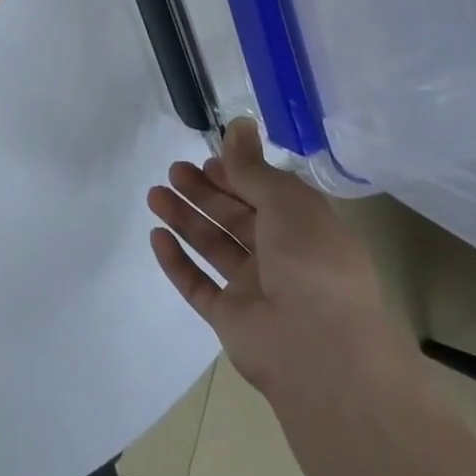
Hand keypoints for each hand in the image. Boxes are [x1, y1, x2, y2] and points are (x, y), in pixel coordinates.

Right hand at [147, 120, 414, 402]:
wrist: (320, 352)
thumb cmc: (312, 265)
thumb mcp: (287, 203)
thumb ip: (253, 168)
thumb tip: (239, 123)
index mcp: (304, 229)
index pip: (265, 194)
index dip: (236, 176)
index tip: (208, 160)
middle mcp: (281, 257)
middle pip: (234, 217)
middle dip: (204, 192)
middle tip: (174, 172)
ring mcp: (254, 290)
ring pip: (213, 246)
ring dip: (185, 218)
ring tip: (155, 195)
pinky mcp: (229, 318)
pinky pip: (197, 284)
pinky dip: (176, 261)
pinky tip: (157, 236)